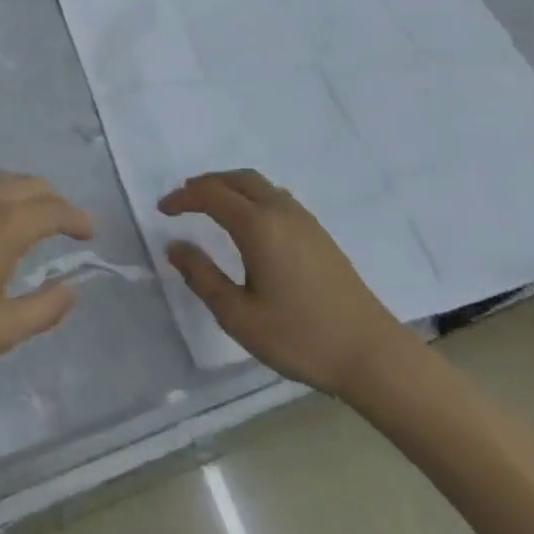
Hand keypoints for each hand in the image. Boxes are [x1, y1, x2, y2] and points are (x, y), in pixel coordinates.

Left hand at [0, 173, 93, 368]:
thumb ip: (43, 309)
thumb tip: (72, 289)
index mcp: (5, 224)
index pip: (54, 209)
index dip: (77, 219)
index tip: (90, 233)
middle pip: (31, 184)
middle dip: (56, 201)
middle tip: (67, 226)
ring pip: (2, 181)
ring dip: (28, 193)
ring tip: (35, 220)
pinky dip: (2, 195)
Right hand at [161, 170, 414, 398]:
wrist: (371, 354)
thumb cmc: (300, 337)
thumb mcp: (239, 315)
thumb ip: (202, 276)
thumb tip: (175, 246)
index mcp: (259, 227)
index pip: (211, 195)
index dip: (183, 198)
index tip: (162, 210)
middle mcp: (281, 212)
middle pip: (237, 179)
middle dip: (206, 183)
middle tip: (183, 200)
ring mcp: (305, 221)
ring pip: (260, 185)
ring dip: (230, 187)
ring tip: (210, 206)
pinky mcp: (319, 234)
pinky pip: (277, 197)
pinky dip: (251, 196)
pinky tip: (249, 223)